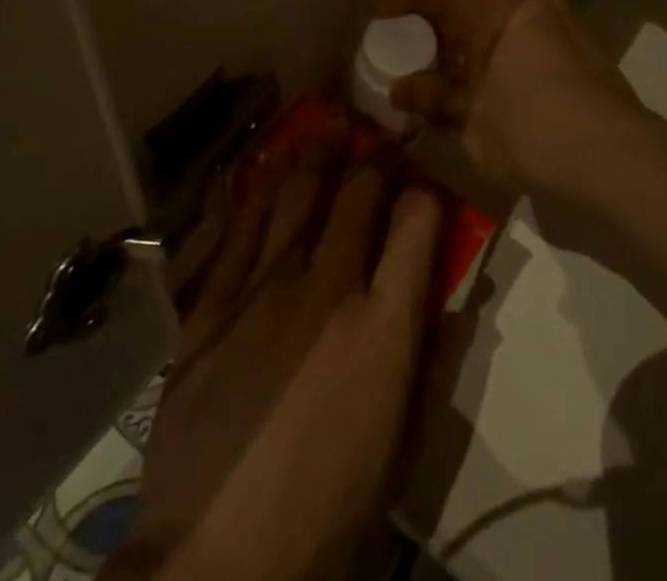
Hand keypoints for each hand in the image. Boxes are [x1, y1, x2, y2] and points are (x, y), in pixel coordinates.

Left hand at [110, 138, 441, 580]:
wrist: (217, 564)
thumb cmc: (328, 512)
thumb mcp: (401, 448)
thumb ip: (433, 363)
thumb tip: (455, 299)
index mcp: (382, 329)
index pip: (418, 224)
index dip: (426, 192)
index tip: (425, 183)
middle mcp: (326, 290)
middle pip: (357, 195)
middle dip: (374, 157)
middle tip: (378, 136)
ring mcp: (262, 292)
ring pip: (295, 197)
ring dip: (316, 156)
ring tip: (327, 129)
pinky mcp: (210, 308)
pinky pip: (235, 231)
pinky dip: (253, 192)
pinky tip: (263, 166)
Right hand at [372, 0, 644, 198]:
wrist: (613, 150)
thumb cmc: (528, 127)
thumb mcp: (467, 116)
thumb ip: (430, 95)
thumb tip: (401, 89)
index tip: (374, 12)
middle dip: (429, 4)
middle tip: (405, 28)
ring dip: (462, 15)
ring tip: (441, 47)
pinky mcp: (570, 20)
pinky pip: (515, 7)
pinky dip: (490, 24)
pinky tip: (481, 56)